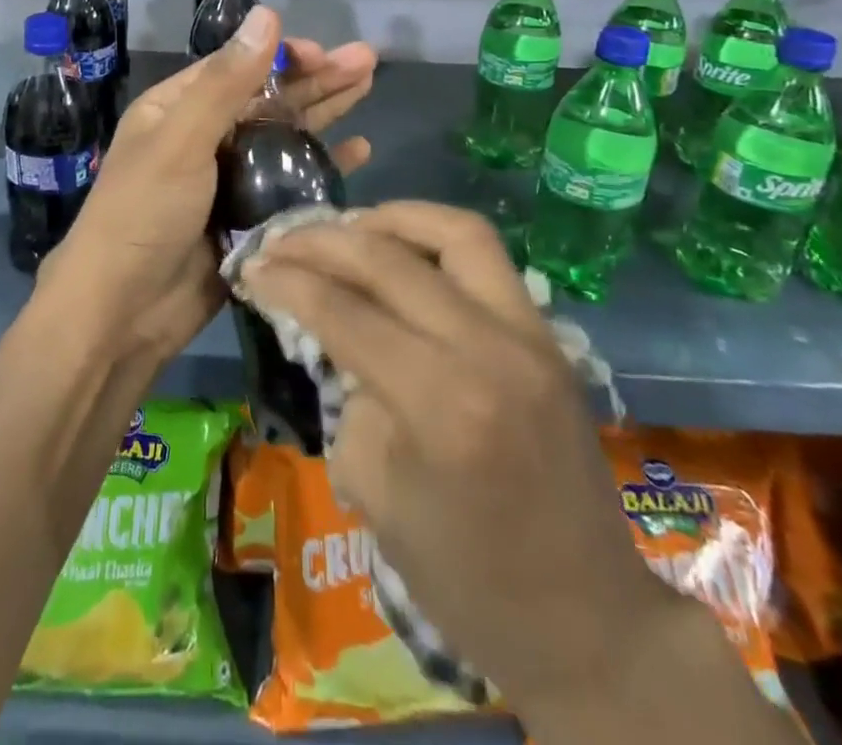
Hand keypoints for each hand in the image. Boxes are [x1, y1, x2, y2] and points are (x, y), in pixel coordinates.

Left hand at [36, 6, 376, 382]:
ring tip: (368, 87)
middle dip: (316, 79)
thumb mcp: (180, 139)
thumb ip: (227, 82)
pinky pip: (292, 182)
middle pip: (269, 99)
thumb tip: (266, 13)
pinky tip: (360, 151)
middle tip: (367, 61)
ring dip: (325, 113)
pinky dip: (324, 165)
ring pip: (285, 136)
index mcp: (178, 109)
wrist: (122, 312)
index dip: (283, 56)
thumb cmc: (143, 213)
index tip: (325, 53)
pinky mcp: (249, 217)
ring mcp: (229, 179)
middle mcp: (204, 137)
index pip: (238, 68)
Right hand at [242, 202, 667, 716]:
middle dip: (322, 241)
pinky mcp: (548, 336)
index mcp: (443, 404)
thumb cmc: (466, 578)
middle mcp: (491, 350)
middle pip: (389, 259)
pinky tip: (400, 251)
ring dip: (389, 218)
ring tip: (346, 229)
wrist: (590, 624)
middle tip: (281, 242)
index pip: (345, 312)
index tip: (251, 267)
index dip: (287, 281)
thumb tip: (337, 335)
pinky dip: (433, 239)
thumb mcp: (376, 492)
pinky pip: (486, 258)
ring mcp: (531, 336)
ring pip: (455, 232)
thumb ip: (350, 394)